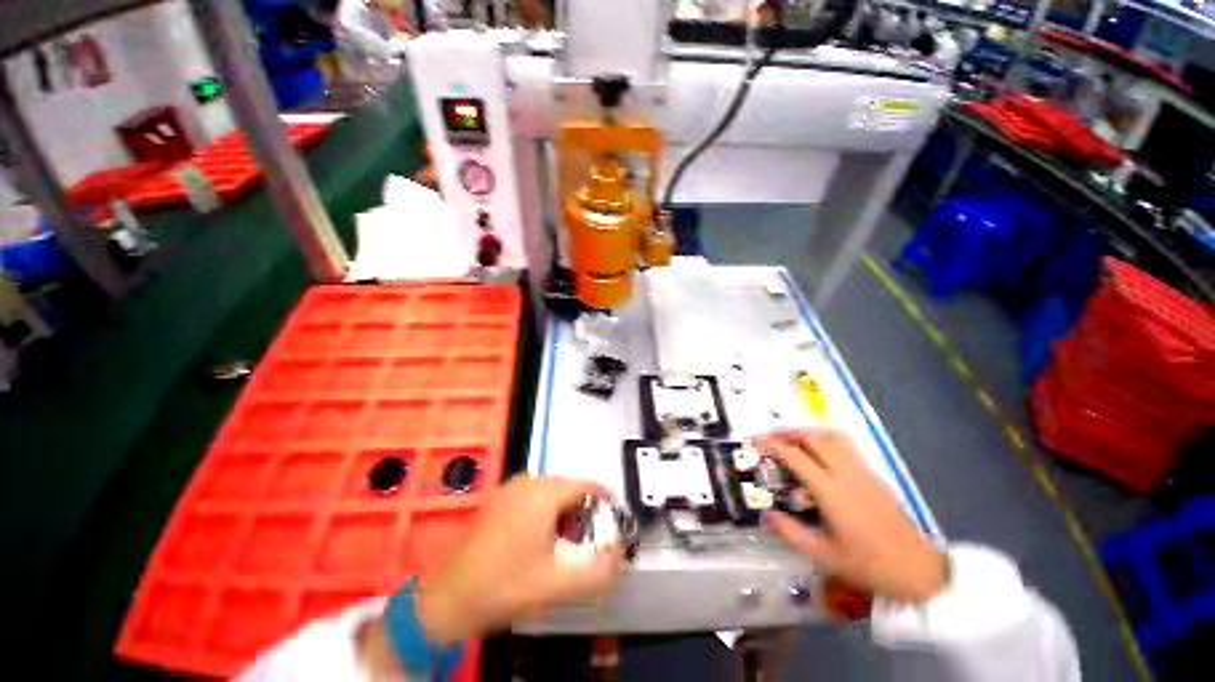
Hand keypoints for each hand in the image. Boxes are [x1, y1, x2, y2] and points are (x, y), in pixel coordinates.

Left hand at [414, 477, 623, 644]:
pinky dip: (545, 512)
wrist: (448, 599)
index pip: (585, 485)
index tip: (613, 518)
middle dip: (582, 510)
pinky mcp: (497, 501)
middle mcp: (527, 482)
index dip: (603, 499)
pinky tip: (539, 540)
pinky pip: (532, 497)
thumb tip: (620, 555)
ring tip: (564, 543)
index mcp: (544, 493)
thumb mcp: (559, 582)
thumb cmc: (506, 585)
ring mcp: (509, 489)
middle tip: (587, 539)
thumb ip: (598, 569)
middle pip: (567, 487)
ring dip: (563, 512)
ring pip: (549, 493)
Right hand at [754, 428, 945, 603]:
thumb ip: (790, 532)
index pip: (795, 456)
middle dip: (786, 433)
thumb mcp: (823, 554)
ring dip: (806, 433)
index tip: (756, 445)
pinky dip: (825, 440)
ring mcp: (862, 472)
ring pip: (831, 437)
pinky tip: (818, 454)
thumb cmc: (869, 565)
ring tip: (790, 440)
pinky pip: (845, 446)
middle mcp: (846, 474)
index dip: (772, 446)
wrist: (918, 570)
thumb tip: (766, 516)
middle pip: (813, 437)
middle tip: (769, 439)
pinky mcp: (873, 476)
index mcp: (831, 492)